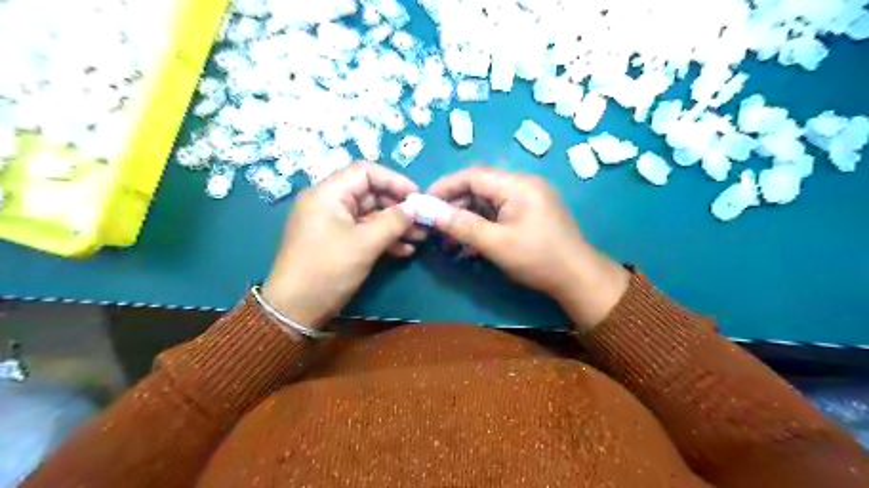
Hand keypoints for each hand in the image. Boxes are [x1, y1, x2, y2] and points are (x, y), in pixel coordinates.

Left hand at [261, 162, 424, 328]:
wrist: (294, 310)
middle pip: (370, 193)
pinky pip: (364, 231)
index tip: (417, 196)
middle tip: (422, 221)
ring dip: (395, 225)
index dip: (394, 180)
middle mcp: (329, 202)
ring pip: (370, 215)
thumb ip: (394, 221)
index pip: (365, 172)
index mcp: (328, 193)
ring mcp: (333, 223)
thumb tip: (417, 207)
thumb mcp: (365, 244)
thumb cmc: (327, 269)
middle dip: (398, 207)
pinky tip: (404, 251)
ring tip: (420, 238)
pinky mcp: (337, 241)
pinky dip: (384, 238)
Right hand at [428, 167, 627, 329]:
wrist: (577, 278)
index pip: (473, 175)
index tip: (424, 201)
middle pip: (480, 186)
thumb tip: (430, 212)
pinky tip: (470, 242)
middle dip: (455, 204)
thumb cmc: (537, 259)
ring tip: (450, 238)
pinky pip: (500, 211)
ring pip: (488, 200)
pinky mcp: (531, 212)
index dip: (446, 186)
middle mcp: (524, 184)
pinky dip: (483, 223)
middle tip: (435, 224)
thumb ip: (462, 225)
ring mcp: (529, 198)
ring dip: (467, 216)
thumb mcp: (495, 243)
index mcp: (518, 185)